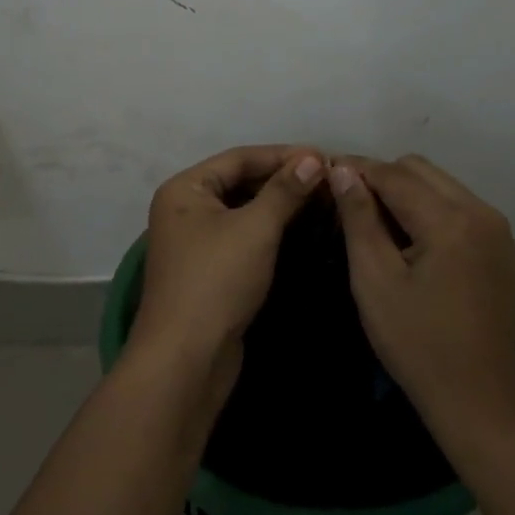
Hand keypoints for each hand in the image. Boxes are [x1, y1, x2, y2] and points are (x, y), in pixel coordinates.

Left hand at [130, 144, 325, 387]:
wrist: (187, 358)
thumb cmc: (216, 281)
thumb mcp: (255, 229)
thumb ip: (284, 191)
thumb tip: (314, 158)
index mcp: (185, 189)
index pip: (239, 158)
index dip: (283, 155)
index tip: (325, 157)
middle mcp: (185, 209)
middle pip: (240, 182)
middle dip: (283, 180)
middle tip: (328, 180)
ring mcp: (195, 241)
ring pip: (243, 211)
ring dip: (279, 205)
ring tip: (322, 201)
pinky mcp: (209, 269)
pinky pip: (243, 236)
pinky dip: (270, 230)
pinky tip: (301, 229)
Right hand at [328, 154, 514, 438]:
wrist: (485, 402)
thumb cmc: (420, 345)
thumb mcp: (375, 281)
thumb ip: (359, 218)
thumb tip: (341, 170)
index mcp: (450, 220)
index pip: (393, 173)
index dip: (355, 169)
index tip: (323, 173)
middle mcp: (481, 212)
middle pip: (420, 170)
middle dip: (381, 177)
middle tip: (347, 203)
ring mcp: (498, 230)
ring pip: (441, 185)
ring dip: (406, 192)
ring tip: (374, 222)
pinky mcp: (503, 249)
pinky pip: (459, 208)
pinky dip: (429, 210)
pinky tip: (409, 241)